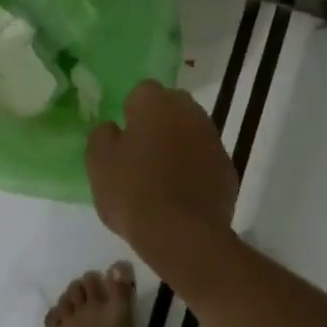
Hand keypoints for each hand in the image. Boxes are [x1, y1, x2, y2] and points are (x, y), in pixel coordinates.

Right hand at [86, 80, 237, 254]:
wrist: (182, 235)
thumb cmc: (134, 193)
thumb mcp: (99, 164)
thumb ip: (102, 137)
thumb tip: (112, 128)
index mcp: (157, 104)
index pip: (142, 91)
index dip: (131, 112)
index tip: (123, 136)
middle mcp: (191, 113)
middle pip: (172, 107)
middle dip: (159, 122)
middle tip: (142, 152)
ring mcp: (214, 140)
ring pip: (192, 132)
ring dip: (179, 144)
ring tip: (162, 176)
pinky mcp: (228, 169)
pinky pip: (206, 159)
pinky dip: (196, 168)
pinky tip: (182, 193)